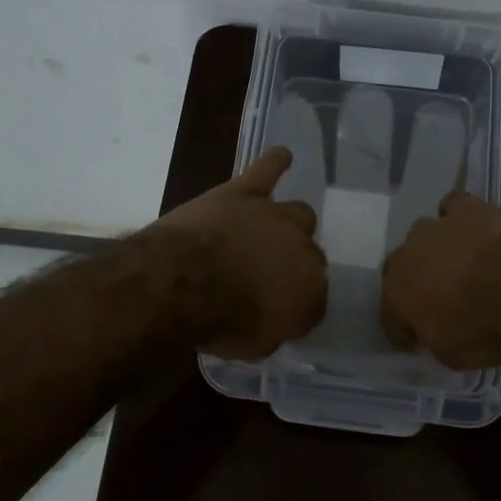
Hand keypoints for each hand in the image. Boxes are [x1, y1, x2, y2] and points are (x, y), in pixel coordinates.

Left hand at [150, 147, 327, 358]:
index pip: (316, 297)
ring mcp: (274, 215)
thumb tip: (279, 316)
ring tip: (275, 229)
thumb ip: (277, 326)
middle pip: (310, 252)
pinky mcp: (244, 193)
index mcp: (310, 289)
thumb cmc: (221, 322)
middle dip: (295, 263)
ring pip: (299, 213)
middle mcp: (302, 247)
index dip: (299, 305)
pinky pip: (267, 170)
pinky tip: (282, 156)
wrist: (184, 282)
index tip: (281, 312)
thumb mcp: (256, 345)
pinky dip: (275, 163)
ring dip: (289, 224)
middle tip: (269, 274)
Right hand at [381, 193, 500, 368]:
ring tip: (459, 264)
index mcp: (396, 296)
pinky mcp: (467, 208)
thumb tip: (433, 330)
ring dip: (436, 250)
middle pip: (401, 269)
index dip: (403, 329)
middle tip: (437, 299)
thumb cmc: (487, 330)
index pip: (389, 315)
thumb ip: (434, 338)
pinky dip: (458, 217)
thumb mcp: (453, 355)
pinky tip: (471, 229)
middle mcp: (407, 256)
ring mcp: (436, 227)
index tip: (416, 340)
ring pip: (424, 236)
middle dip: (414, 283)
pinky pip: (453, 207)